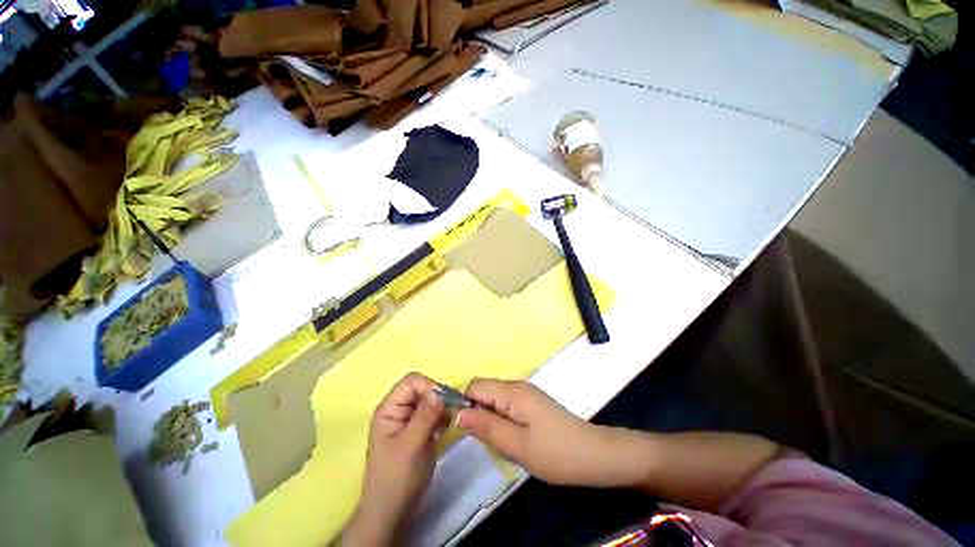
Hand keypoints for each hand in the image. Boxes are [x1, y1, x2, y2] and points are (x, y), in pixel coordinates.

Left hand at [342, 373, 444, 545]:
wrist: (393, 512)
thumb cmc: (396, 478)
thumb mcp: (410, 445)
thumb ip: (425, 416)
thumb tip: (439, 390)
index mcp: (389, 408)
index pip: (411, 382)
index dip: (429, 386)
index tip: (445, 402)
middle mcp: (399, 409)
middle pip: (423, 388)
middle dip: (439, 397)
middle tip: (453, 411)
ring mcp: (410, 420)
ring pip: (431, 400)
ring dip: (443, 407)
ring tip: (449, 423)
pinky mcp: (420, 429)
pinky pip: (435, 413)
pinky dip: (443, 417)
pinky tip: (445, 430)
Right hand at [458, 378, 642, 487]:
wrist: (593, 455)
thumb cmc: (555, 453)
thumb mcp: (517, 445)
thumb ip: (486, 426)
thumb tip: (458, 413)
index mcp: (512, 391)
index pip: (475, 385)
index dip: (466, 405)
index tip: (471, 430)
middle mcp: (517, 385)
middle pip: (484, 390)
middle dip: (479, 413)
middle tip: (491, 439)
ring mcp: (526, 392)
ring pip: (494, 399)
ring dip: (491, 418)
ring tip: (504, 442)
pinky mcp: (531, 402)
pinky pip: (506, 404)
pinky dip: (502, 419)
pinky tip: (515, 438)